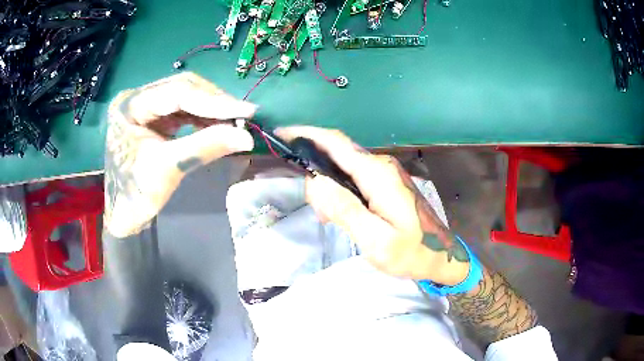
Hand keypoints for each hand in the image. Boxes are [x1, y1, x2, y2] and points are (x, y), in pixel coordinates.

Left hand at [104, 72, 256, 237]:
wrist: (123, 215)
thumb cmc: (136, 195)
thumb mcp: (168, 169)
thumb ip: (204, 147)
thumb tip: (247, 136)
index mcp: (129, 105)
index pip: (177, 92)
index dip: (214, 101)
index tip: (247, 111)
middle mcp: (137, 98)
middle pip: (182, 88)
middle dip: (214, 102)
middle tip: (243, 115)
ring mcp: (145, 106)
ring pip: (185, 97)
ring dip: (211, 109)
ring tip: (235, 121)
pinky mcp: (153, 118)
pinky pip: (183, 110)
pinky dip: (203, 118)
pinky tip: (218, 126)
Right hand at [276, 127, 469, 284]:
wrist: (442, 256)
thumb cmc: (412, 252)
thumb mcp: (376, 240)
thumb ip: (345, 210)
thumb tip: (314, 181)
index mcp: (378, 175)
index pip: (336, 143)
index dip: (306, 134)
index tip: (282, 134)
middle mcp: (381, 166)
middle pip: (337, 154)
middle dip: (314, 168)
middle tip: (311, 204)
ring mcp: (385, 174)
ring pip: (344, 167)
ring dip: (326, 184)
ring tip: (325, 217)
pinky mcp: (386, 184)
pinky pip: (354, 179)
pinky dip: (339, 191)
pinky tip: (339, 215)